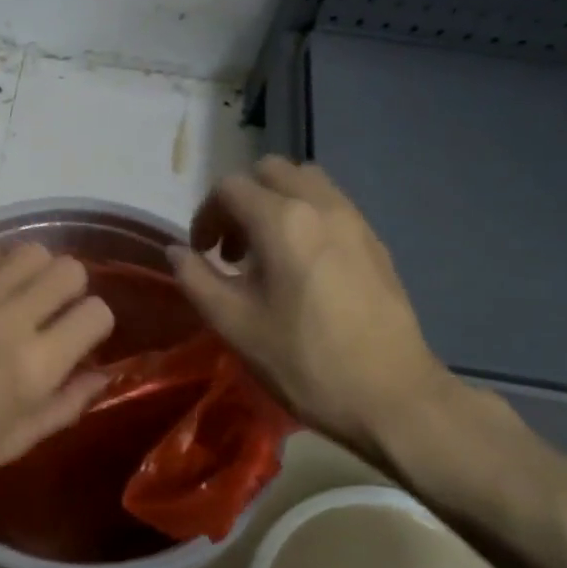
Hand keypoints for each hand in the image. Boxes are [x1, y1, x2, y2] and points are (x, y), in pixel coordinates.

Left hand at [0, 242, 114, 509]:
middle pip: (68, 269)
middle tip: (51, 313)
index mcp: (33, 367)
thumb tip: (100, 374)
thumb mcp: (14, 443)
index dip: (95, 324)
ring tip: (18, 298)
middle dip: (71, 290)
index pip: (96, 313)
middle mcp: (8, 319)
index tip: (79, 338)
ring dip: (35, 273)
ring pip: (30, 252)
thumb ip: (65, 405)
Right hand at [169, 156, 454, 459]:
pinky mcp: (375, 242)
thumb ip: (196, 278)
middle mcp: (321, 205)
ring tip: (265, 253)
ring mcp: (355, 221)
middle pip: (271, 171)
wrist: (390, 396)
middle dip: (240, 200)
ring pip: (306, 182)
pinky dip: (305, 217)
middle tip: (231, 247)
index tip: (201, 254)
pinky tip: (300, 268)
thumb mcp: (233, 323)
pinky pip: (331, 206)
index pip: (230, 188)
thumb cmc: (302, 361)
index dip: (204, 215)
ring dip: (275, 203)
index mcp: (282, 221)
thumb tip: (176, 251)